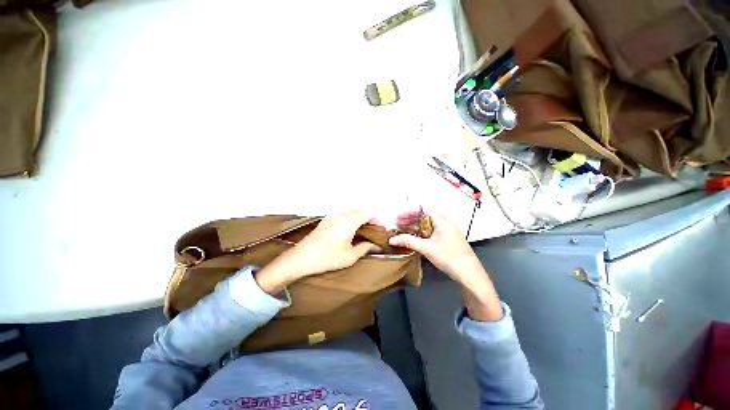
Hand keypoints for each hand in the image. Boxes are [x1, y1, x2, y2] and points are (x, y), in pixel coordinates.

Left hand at [255, 210, 376, 293]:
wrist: (301, 258)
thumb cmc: (327, 258)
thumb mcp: (349, 256)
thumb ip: (365, 248)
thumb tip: (375, 245)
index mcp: (348, 221)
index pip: (367, 213)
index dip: (376, 220)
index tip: (380, 230)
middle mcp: (341, 214)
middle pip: (360, 210)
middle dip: (369, 218)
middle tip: (374, 231)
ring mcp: (332, 216)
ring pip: (351, 211)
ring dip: (360, 218)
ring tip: (364, 230)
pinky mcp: (326, 220)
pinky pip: (343, 214)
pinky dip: (351, 218)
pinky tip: (350, 230)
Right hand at [389, 211, 502, 320]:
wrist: (470, 274)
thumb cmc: (450, 258)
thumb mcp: (427, 249)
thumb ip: (409, 242)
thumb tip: (392, 239)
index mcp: (443, 221)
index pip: (424, 207)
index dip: (410, 210)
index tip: (399, 217)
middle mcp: (447, 222)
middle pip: (426, 213)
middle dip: (411, 217)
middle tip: (399, 223)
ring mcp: (449, 229)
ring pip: (430, 221)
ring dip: (417, 223)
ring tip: (405, 229)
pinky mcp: (450, 237)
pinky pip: (434, 228)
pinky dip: (423, 230)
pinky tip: (417, 236)